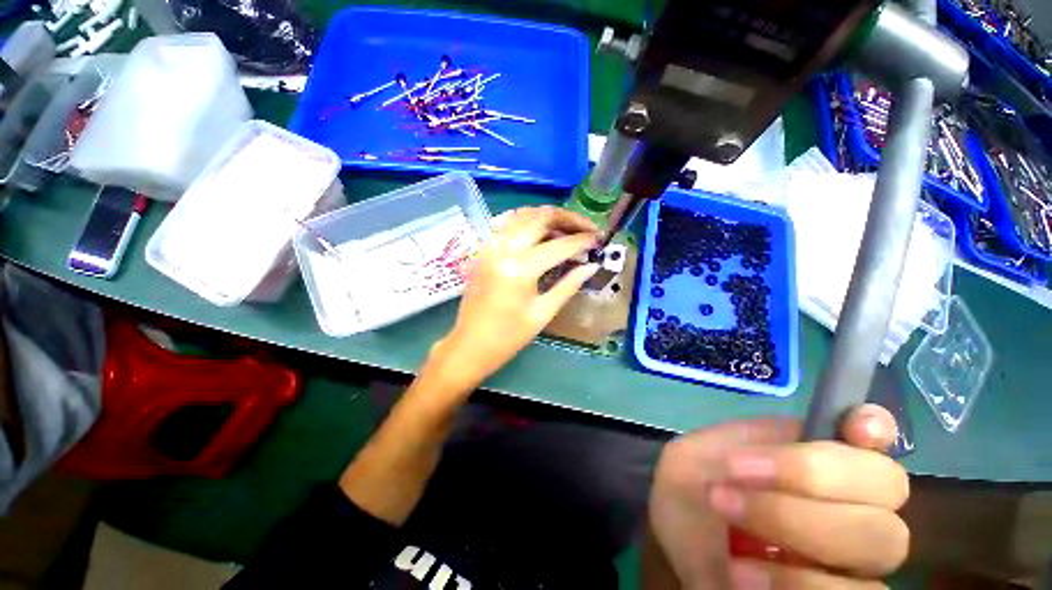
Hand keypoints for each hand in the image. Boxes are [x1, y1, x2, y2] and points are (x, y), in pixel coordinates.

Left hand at [425, 206, 599, 392]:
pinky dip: (528, 221)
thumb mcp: (543, 313)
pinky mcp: (484, 249)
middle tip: (587, 229)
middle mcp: (504, 248)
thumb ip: (569, 285)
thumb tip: (592, 266)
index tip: (600, 239)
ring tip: (567, 229)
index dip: (583, 240)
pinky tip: (540, 231)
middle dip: (568, 218)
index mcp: (521, 268)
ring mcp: (491, 245)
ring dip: (548, 216)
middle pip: (541, 217)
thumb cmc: (508, 337)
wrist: (469, 345)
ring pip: (523, 214)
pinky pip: (508, 223)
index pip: (560, 245)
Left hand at [647, 405, 908, 588]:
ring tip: (728, 515)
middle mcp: (848, 502)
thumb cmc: (689, 494)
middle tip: (735, 475)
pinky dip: (799, 583)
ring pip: (882, 541)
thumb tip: (798, 436)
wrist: (674, 552)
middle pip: (886, 485)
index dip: (876, 425)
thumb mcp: (694, 457)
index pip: (872, 433)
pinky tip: (744, 573)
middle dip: (809, 476)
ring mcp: (852, 556)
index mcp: (808, 456)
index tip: (857, 429)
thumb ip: (739, 444)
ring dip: (799, 525)